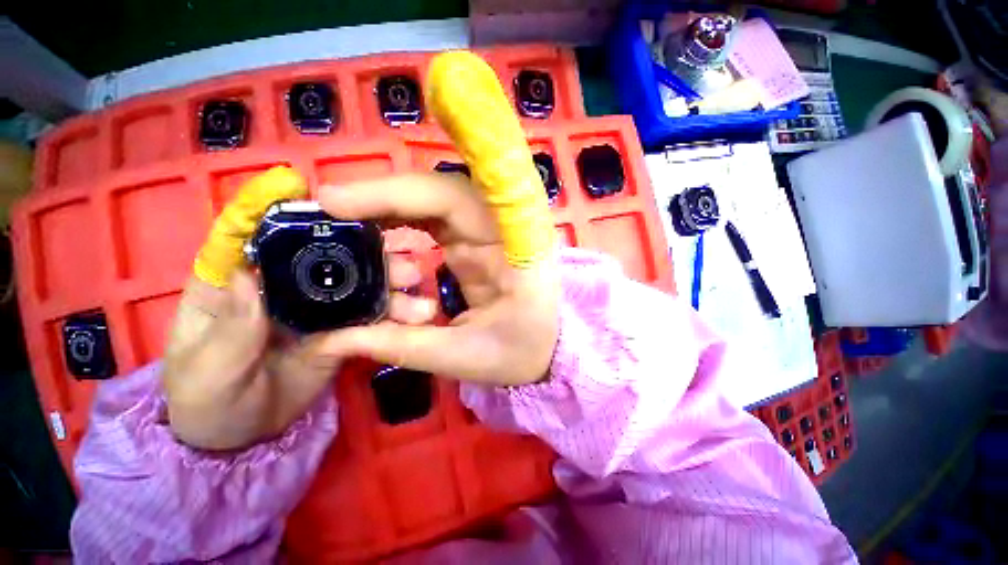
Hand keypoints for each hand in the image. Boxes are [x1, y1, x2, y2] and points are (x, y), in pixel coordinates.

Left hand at [161, 167, 428, 450]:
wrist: (243, 436)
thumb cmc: (206, 399)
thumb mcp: (205, 369)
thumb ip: (228, 327)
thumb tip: (248, 273)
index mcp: (232, 282)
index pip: (247, 234)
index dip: (267, 206)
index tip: (296, 184)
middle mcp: (279, 285)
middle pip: (319, 254)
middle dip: (359, 247)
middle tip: (397, 251)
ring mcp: (315, 307)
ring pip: (354, 282)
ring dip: (386, 279)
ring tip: (416, 282)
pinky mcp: (340, 329)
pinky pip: (368, 314)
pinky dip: (392, 310)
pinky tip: (415, 310)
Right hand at [314, 172, 559, 386]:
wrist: (547, 350)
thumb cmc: (519, 352)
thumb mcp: (463, 356)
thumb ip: (399, 345)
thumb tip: (328, 337)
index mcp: (512, 248)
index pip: (453, 199)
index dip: (394, 193)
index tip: (334, 203)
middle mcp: (501, 229)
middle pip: (438, 192)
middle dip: (381, 198)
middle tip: (326, 215)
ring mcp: (487, 233)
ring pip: (432, 202)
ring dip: (387, 208)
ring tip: (342, 228)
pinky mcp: (475, 243)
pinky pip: (434, 219)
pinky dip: (401, 221)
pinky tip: (374, 237)